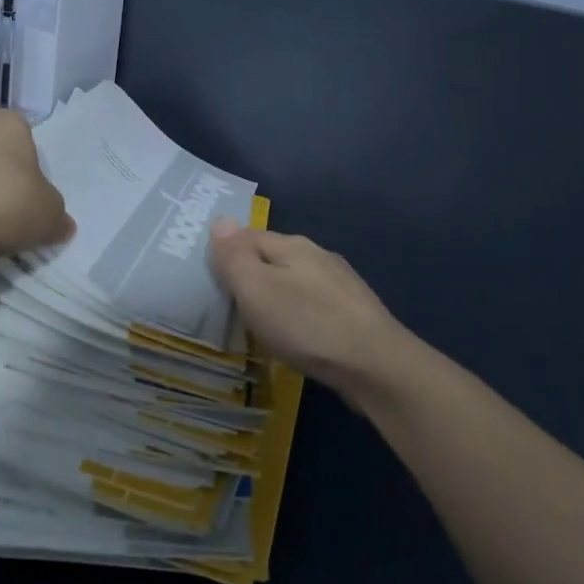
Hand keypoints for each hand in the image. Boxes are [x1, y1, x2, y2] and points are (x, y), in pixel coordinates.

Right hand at [208, 219, 412, 398]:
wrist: (376, 365)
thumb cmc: (307, 324)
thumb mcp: (257, 290)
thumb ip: (236, 256)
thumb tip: (221, 219)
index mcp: (293, 245)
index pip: (248, 236)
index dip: (226, 252)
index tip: (208, 277)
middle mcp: (318, 256)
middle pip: (273, 257)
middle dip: (252, 275)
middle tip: (228, 304)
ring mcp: (340, 284)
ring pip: (295, 282)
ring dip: (276, 296)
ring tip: (259, 323)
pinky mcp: (354, 314)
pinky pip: (313, 306)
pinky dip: (298, 316)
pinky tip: (296, 336)